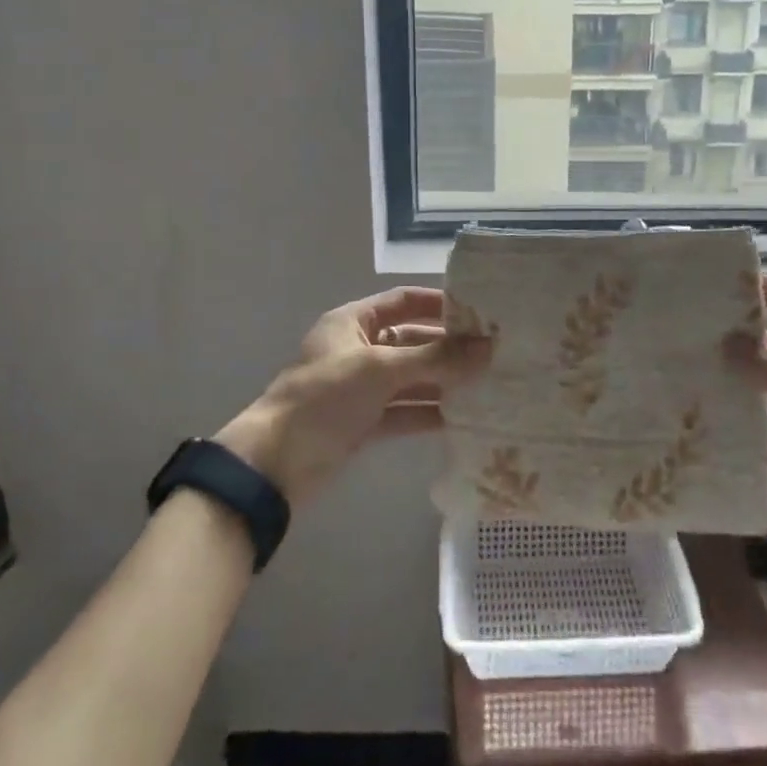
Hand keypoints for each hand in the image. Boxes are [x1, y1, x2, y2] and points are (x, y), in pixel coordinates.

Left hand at [215, 287, 489, 507]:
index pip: (402, 300)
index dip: (438, 303)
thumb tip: (487, 348)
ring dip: (442, 382)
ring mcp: (360, 388)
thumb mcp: (380, 369)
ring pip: (410, 379)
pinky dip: (428, 413)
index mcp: (352, 322)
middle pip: (411, 341)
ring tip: (487, 385)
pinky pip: (403, 411)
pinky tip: (462, 418)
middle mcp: (358, 349)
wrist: (274, 465)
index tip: (478, 312)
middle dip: (447, 348)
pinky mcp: (363, 423)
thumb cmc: (324, 398)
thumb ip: (435, 358)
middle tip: (492, 353)